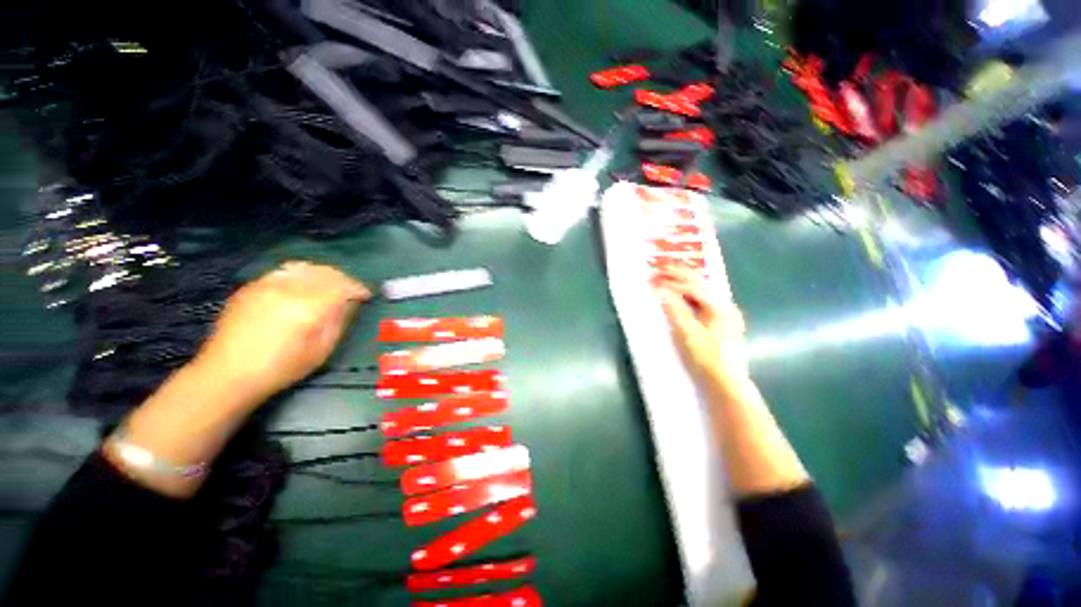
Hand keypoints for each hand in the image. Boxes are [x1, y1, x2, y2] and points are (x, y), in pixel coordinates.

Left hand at [194, 262, 370, 406]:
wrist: (227, 374)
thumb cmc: (280, 368)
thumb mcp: (321, 350)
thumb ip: (338, 322)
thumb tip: (349, 303)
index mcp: (308, 307)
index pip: (342, 286)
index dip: (357, 288)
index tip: (366, 295)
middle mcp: (288, 289)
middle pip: (324, 272)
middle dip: (342, 278)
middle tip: (350, 290)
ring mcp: (266, 285)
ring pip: (303, 267)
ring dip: (322, 274)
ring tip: (328, 285)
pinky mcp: (251, 287)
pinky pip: (283, 271)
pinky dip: (300, 274)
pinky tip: (301, 287)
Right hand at [652, 269, 749, 389]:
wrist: (726, 382)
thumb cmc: (707, 357)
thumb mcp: (688, 332)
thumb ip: (675, 309)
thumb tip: (660, 290)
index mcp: (720, 307)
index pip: (693, 286)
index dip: (672, 279)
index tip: (654, 275)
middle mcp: (725, 305)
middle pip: (700, 284)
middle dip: (679, 275)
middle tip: (660, 268)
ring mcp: (725, 314)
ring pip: (702, 291)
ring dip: (684, 282)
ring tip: (668, 275)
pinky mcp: (721, 322)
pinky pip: (703, 301)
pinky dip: (689, 294)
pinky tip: (680, 293)